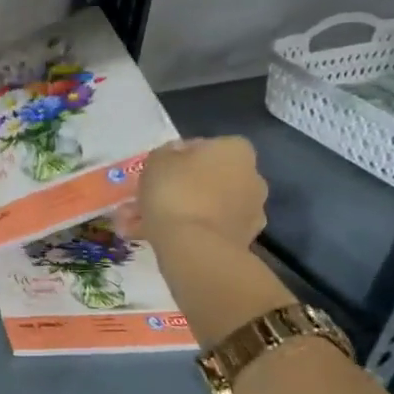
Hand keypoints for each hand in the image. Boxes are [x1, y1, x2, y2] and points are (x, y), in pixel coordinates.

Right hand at [139, 136, 268, 247]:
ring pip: (205, 206)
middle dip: (178, 188)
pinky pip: (208, 228)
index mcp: (235, 150)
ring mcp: (250, 211)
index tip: (155, 172)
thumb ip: (166, 153)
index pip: (202, 147)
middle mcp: (252, 177)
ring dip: (179, 211)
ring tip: (141, 224)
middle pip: (206, 178)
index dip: (174, 158)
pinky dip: (186, 231)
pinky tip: (156, 237)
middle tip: (147, 199)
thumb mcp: (156, 160)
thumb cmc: (175, 192)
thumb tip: (174, 158)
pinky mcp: (243, 240)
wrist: (196, 247)